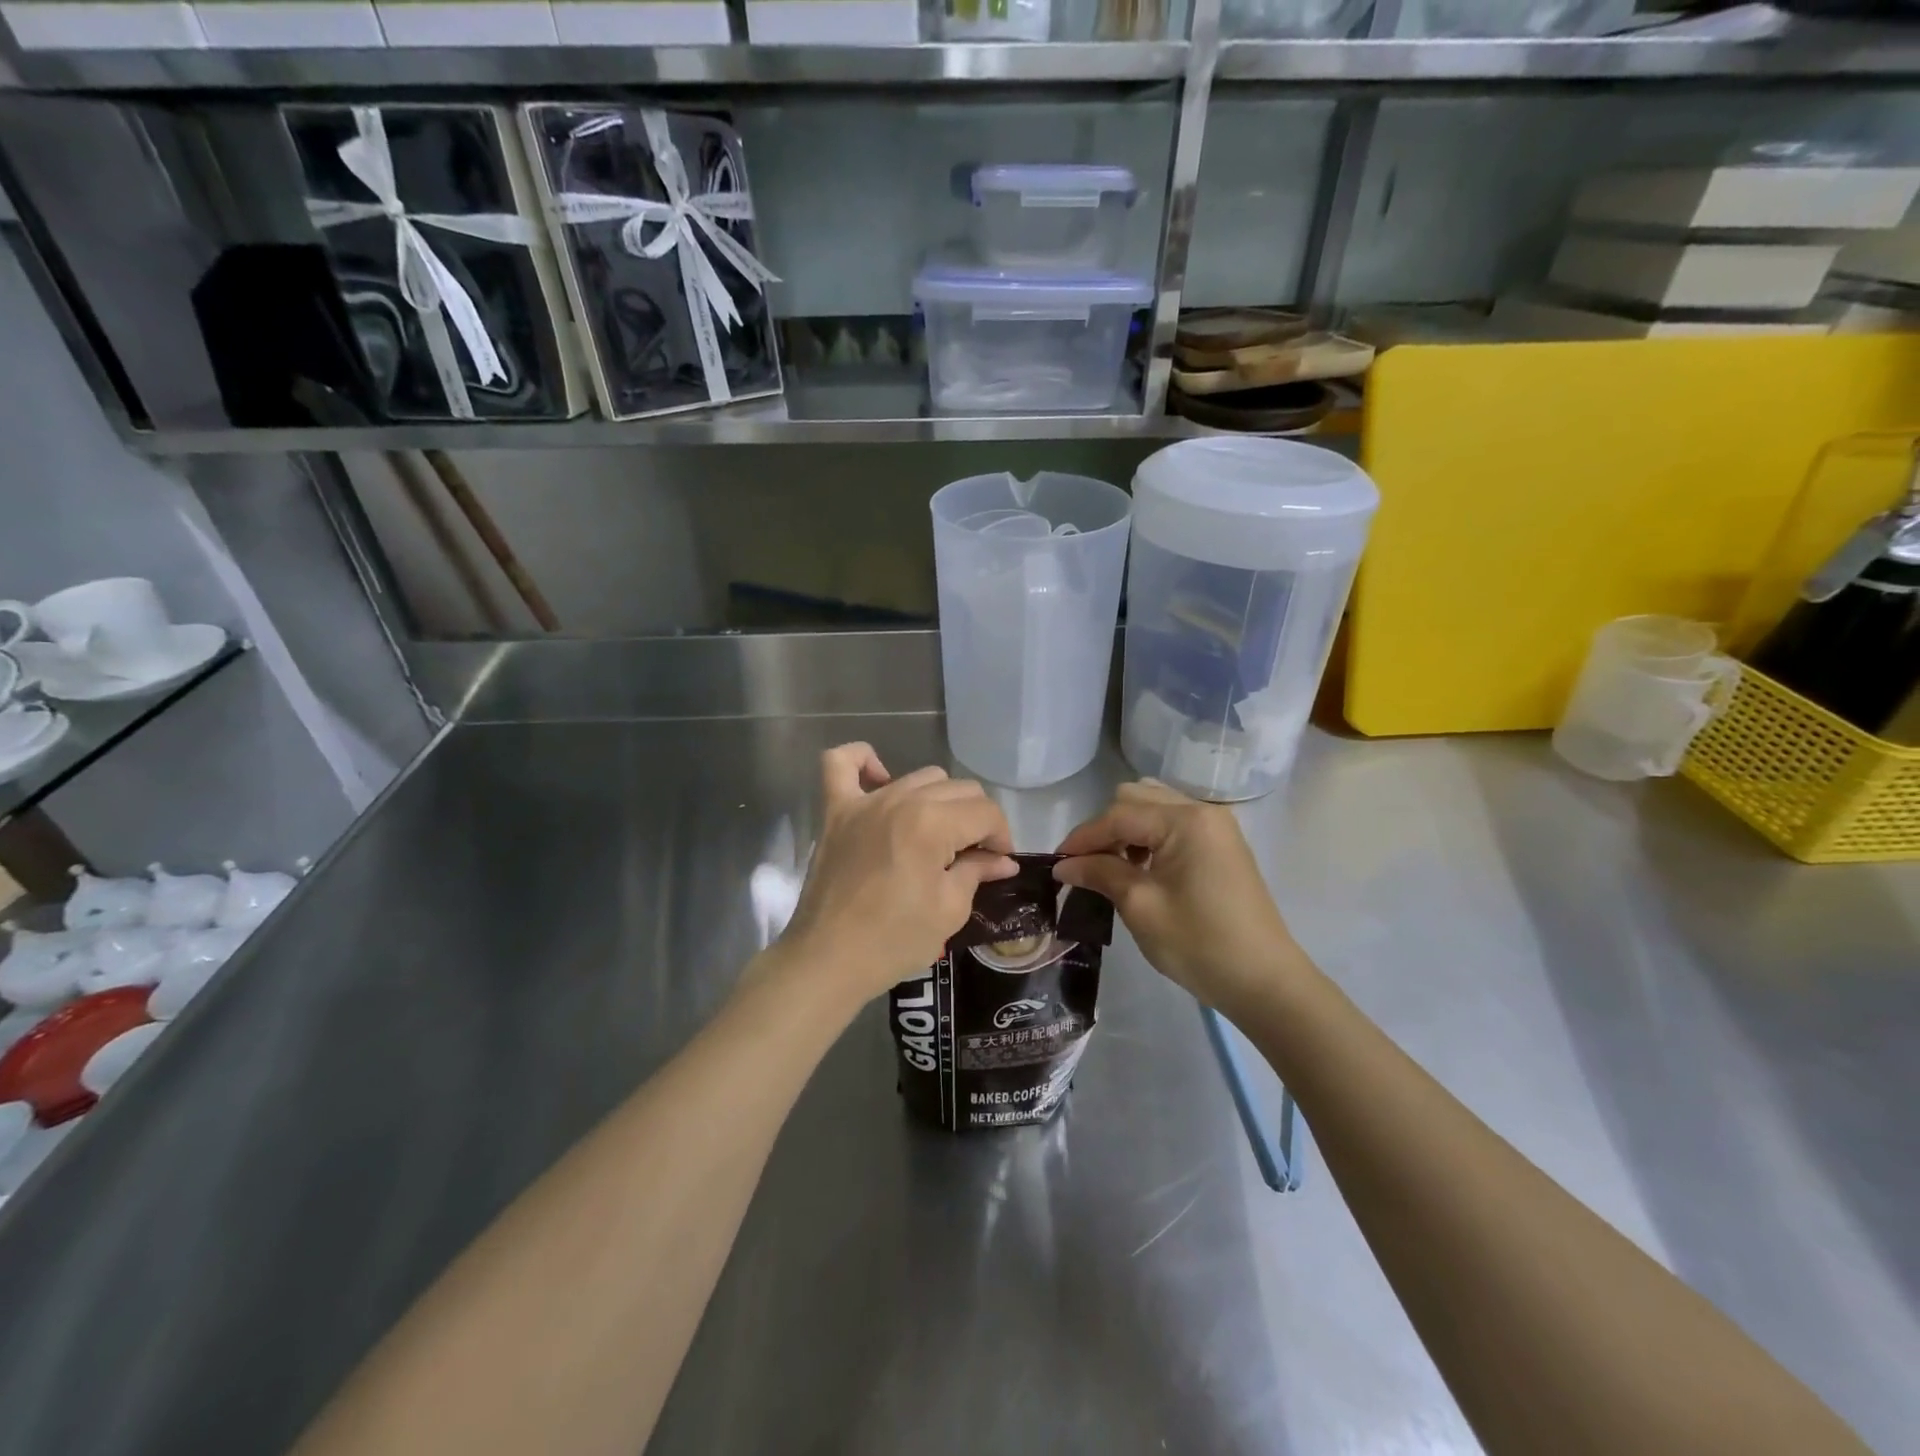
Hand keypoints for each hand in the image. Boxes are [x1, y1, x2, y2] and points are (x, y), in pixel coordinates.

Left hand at [779, 744, 1017, 1003]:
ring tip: (938, 835)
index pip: (985, 812)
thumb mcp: (950, 910)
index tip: (999, 863)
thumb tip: (1002, 860)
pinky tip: (880, 778)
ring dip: (939, 800)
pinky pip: (841, 763)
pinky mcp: (835, 811)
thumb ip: (977, 872)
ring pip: (919, 777)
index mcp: (932, 823)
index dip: (1001, 837)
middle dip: (976, 819)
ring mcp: (864, 802)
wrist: (828, 960)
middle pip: (958, 789)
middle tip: (973, 856)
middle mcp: (900, 799)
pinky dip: (863, 761)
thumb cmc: (894, 940)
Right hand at [1054, 780, 1310, 1017]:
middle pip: (1136, 799)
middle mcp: (1202, 811)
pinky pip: (1173, 824)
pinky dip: (1149, 838)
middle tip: (1087, 866)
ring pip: (1154, 808)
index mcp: (1185, 821)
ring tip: (1113, 868)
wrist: (1265, 982)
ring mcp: (1216, 827)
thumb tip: (1064, 865)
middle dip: (1105, 829)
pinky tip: (1141, 869)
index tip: (1057, 864)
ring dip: (1127, 830)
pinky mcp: (1221, 845)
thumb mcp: (1141, 907)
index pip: (1119, 815)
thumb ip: (1100, 874)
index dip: (1083, 838)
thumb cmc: (1199, 944)